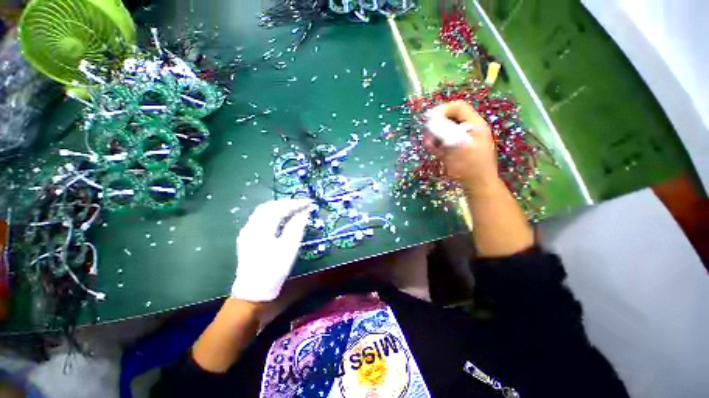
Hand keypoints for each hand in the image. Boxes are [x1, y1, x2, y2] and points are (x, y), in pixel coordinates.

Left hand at [231, 199, 312, 301]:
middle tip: (302, 204)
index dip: (295, 204)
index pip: (279, 208)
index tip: (309, 203)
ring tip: (294, 208)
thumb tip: (305, 212)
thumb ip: (297, 227)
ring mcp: (247, 232)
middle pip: (269, 207)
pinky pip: (260, 218)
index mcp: (261, 229)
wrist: (253, 292)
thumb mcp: (289, 248)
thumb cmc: (274, 270)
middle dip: (287, 203)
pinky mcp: (247, 238)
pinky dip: (273, 214)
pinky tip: (282, 218)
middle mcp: (251, 227)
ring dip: (280, 207)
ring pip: (263, 212)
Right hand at [423, 101, 498, 189]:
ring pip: (443, 132)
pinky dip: (436, 144)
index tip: (428, 118)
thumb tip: (431, 121)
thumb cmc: (471, 165)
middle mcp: (467, 130)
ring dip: (434, 136)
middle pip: (449, 119)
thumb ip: (445, 131)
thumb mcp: (458, 145)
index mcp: (474, 124)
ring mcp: (460, 140)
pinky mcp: (454, 150)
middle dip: (436, 125)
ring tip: (429, 144)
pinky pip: (443, 143)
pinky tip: (431, 148)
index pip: (458, 107)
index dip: (442, 110)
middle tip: (427, 134)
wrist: (477, 184)